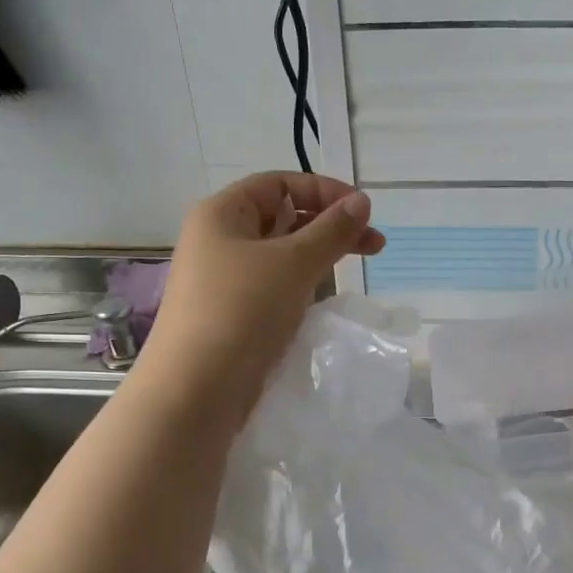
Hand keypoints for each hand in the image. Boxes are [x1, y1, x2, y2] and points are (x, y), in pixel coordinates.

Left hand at [140, 172, 383, 419]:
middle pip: (282, 217)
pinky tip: (323, 297)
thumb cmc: (243, 311)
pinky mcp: (233, 313)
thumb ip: (332, 230)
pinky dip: (301, 284)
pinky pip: (273, 286)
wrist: (197, 389)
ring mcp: (224, 279)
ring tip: (354, 268)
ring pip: (280, 254)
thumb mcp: (294, 263)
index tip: (364, 212)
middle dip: (329, 225)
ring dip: (319, 255)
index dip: (324, 190)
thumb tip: (362, 201)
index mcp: (222, 213)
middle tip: (375, 244)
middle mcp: (219, 239)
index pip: (279, 183)